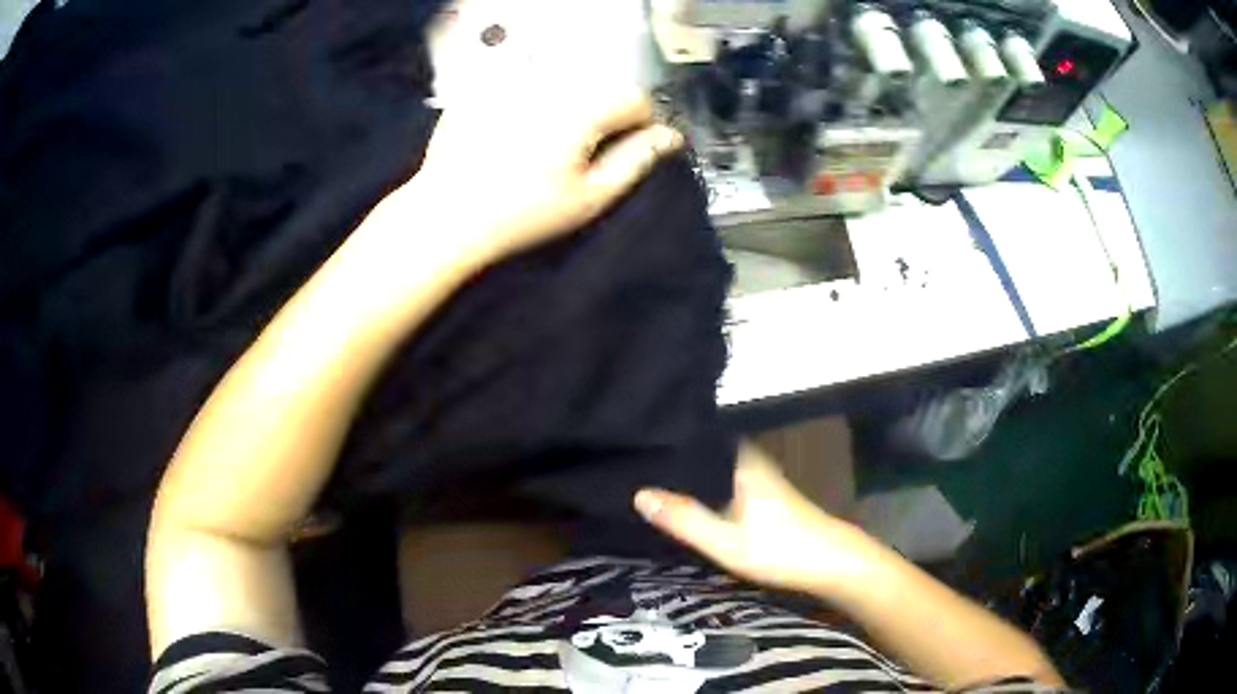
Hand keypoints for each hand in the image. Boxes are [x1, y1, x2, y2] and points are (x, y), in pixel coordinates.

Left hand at [408, 79, 683, 262]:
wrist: (447, 216)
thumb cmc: (523, 214)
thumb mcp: (590, 196)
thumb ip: (636, 160)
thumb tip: (670, 137)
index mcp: (583, 109)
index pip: (635, 98)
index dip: (638, 125)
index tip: (621, 152)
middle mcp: (551, 83)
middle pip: (600, 84)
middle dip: (603, 112)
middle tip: (579, 152)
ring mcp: (513, 80)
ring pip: (564, 79)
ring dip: (569, 102)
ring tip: (544, 143)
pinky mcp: (485, 86)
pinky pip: (524, 80)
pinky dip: (531, 98)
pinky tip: (514, 131)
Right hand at [634, 443, 883, 597]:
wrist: (833, 563)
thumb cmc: (780, 549)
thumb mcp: (726, 541)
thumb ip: (684, 519)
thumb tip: (639, 494)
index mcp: (739, 462)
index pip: (694, 439)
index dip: (665, 441)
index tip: (631, 442)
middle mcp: (748, 462)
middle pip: (702, 452)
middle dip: (672, 458)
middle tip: (631, 461)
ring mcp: (758, 477)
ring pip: (713, 467)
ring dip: (688, 472)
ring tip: (649, 475)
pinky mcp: (762, 494)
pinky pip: (722, 479)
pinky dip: (703, 485)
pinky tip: (687, 497)